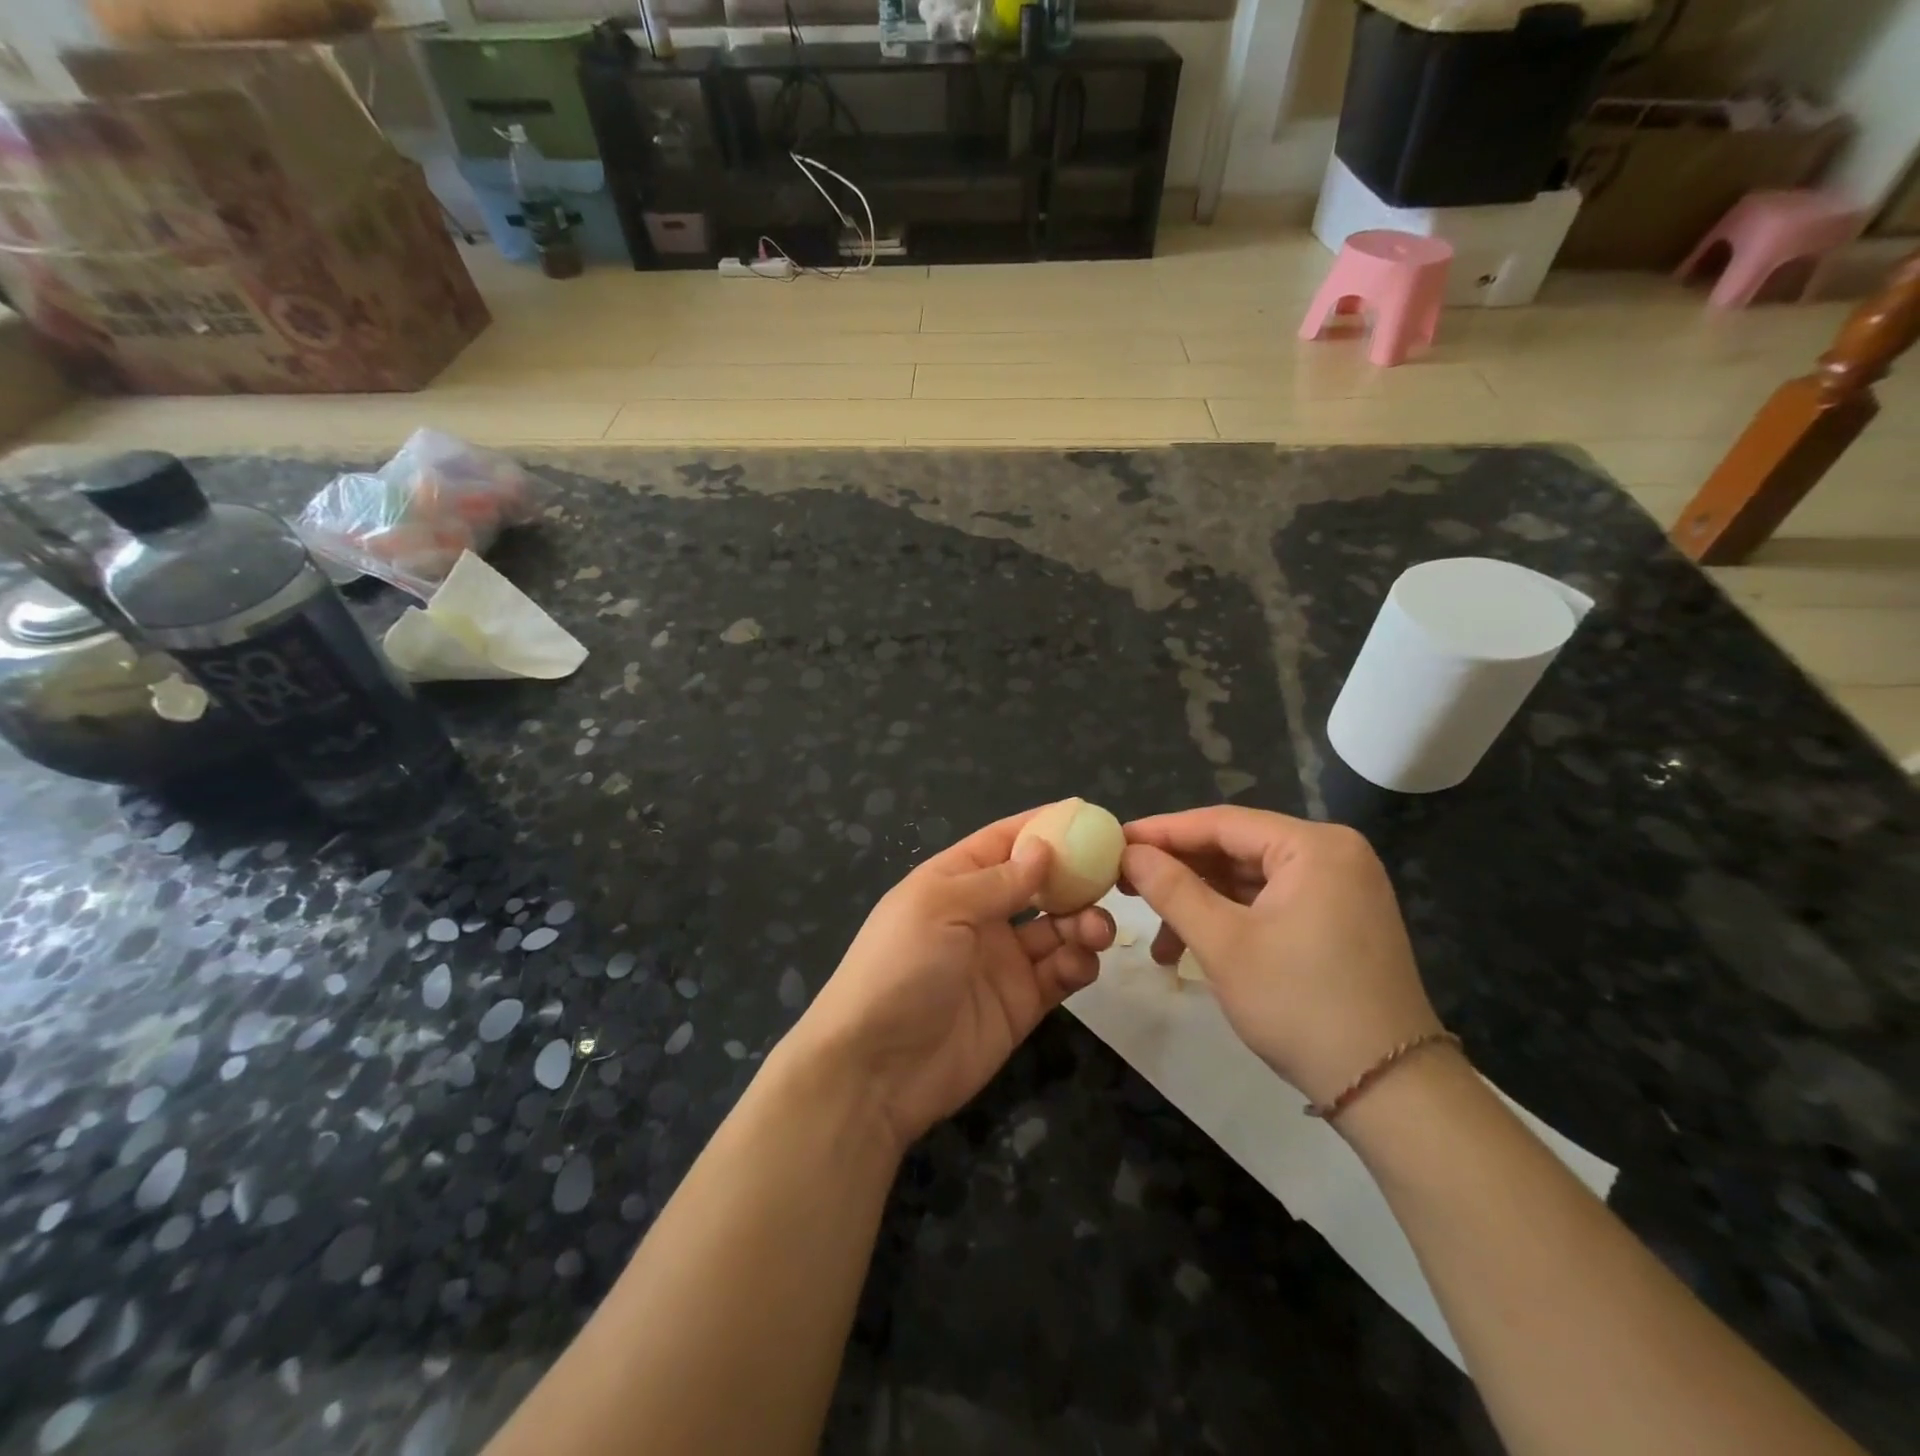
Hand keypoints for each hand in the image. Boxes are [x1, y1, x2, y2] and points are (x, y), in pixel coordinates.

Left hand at [788, 808, 1115, 1151]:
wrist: (876, 1069)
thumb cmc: (900, 968)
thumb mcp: (940, 909)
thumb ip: (997, 880)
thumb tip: (1043, 846)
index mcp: (953, 882)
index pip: (1003, 841)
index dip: (1042, 826)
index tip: (1089, 816)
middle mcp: (981, 916)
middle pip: (1039, 884)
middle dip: (1075, 878)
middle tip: (1113, 878)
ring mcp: (1002, 961)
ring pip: (1057, 928)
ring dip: (1083, 922)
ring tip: (1096, 930)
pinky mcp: (1021, 1003)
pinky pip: (1059, 973)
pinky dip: (1077, 963)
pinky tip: (1080, 963)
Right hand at [1121, 807, 1440, 1107]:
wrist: (1389, 1090)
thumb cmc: (1300, 1005)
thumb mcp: (1223, 944)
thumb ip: (1172, 889)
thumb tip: (1129, 852)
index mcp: (1315, 846)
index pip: (1221, 823)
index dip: (1162, 832)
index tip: (1114, 842)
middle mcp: (1333, 854)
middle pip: (1236, 848)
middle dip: (1179, 872)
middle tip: (1125, 884)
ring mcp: (1341, 888)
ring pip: (1250, 879)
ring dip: (1200, 903)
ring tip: (1157, 936)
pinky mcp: (1339, 920)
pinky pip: (1271, 902)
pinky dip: (1231, 919)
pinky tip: (1195, 946)